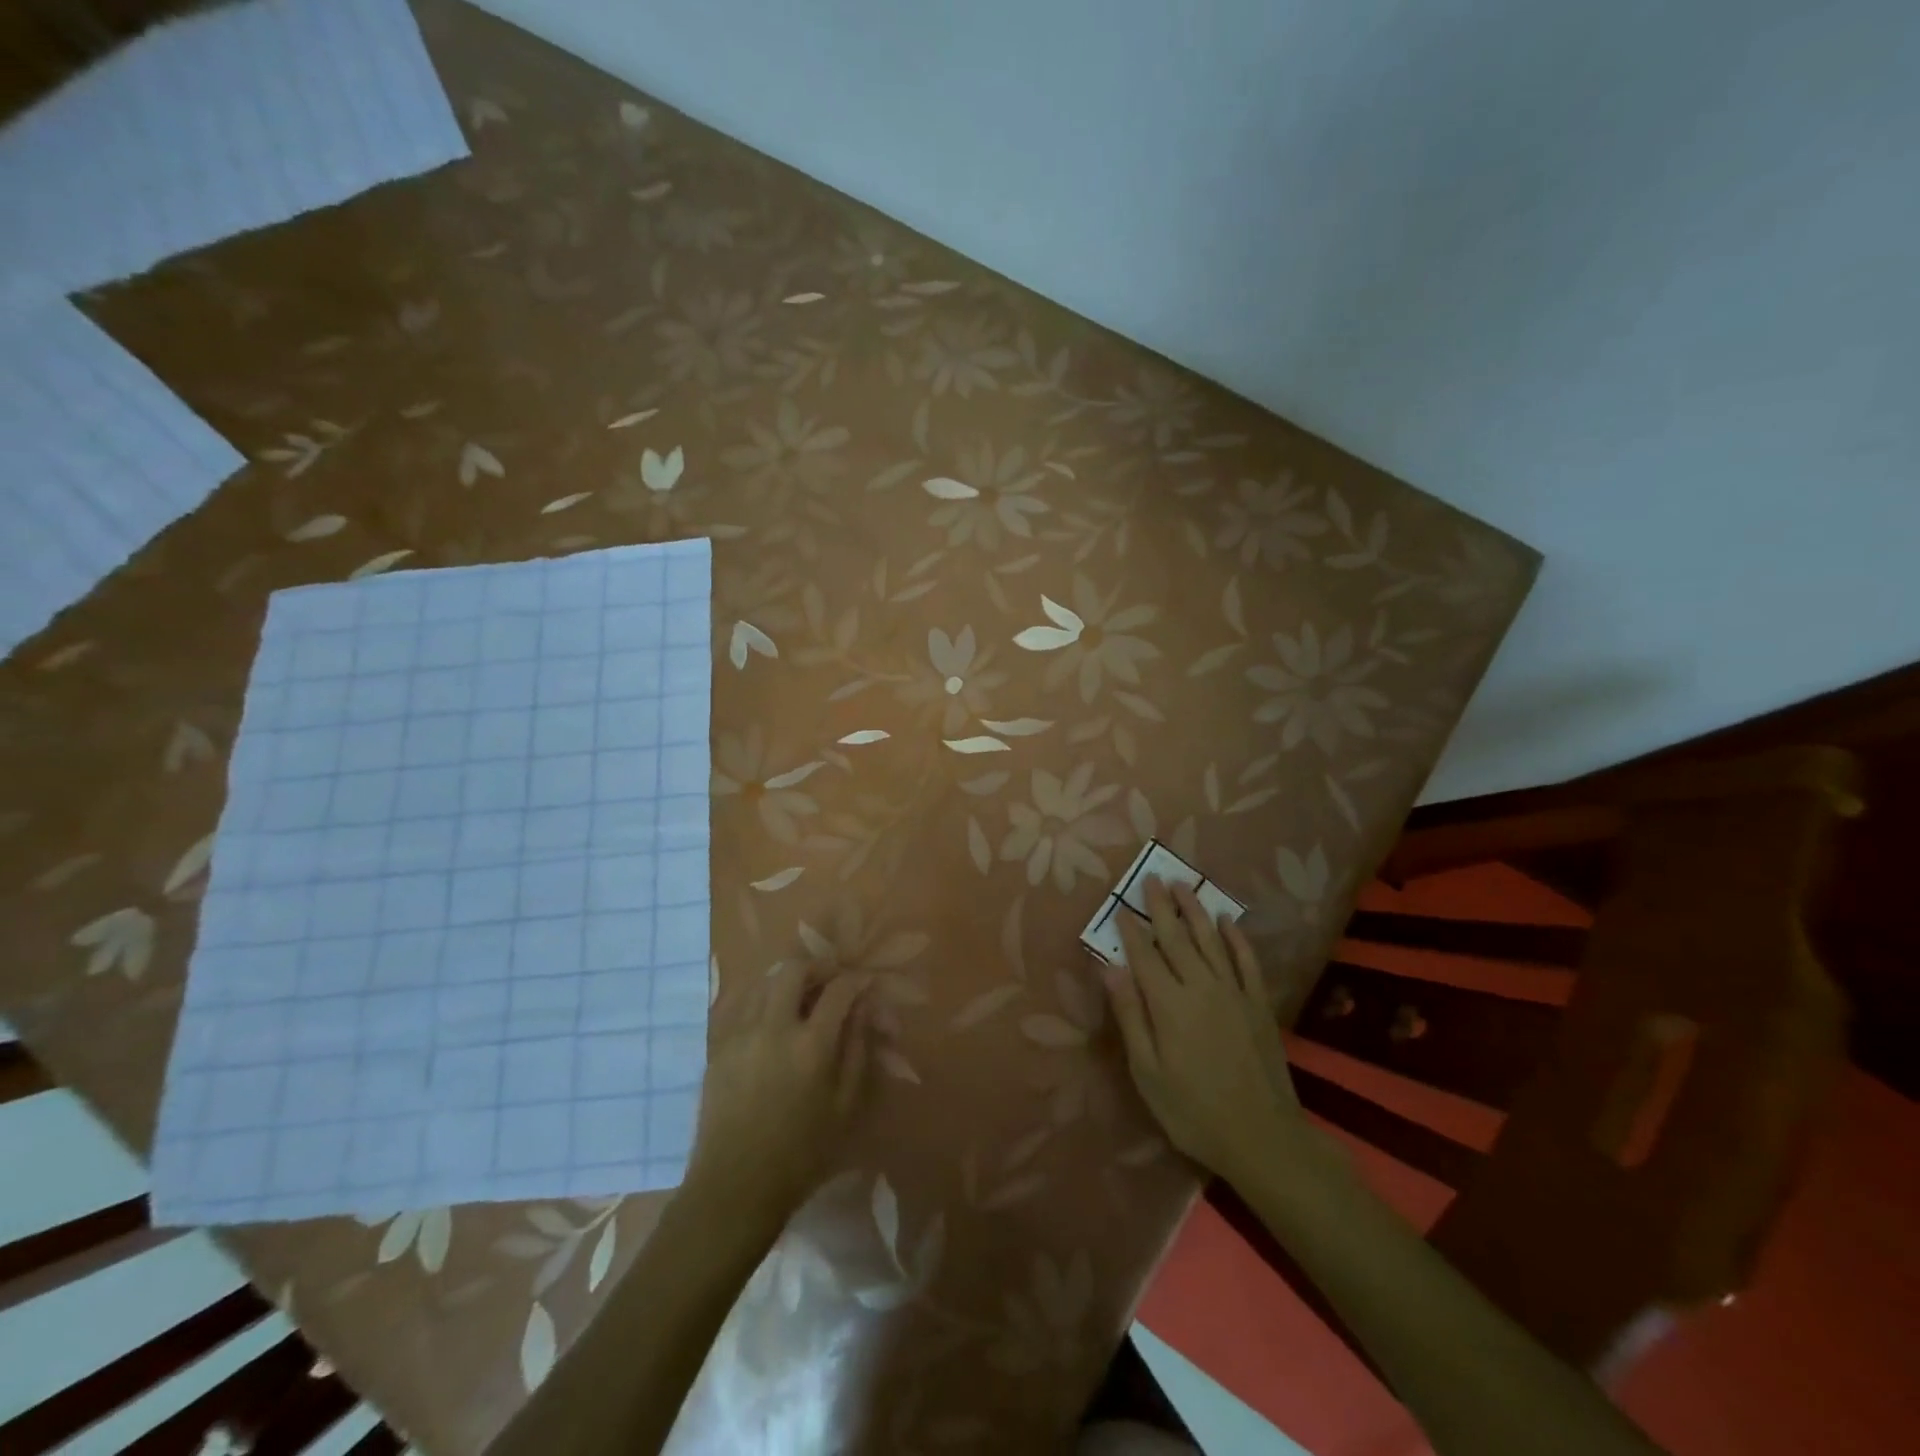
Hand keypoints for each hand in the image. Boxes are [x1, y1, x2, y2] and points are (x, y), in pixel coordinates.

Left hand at [683, 962, 871, 1228]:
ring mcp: (740, 1033)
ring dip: (787, 980)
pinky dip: (759, 997)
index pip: (838, 990)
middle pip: (794, 969)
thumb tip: (864, 1008)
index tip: (864, 984)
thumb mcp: (845, 1106)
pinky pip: (739, 1002)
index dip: (856, 980)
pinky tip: (769, 1014)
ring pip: (763, 981)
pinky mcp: (718, 1046)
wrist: (735, 1186)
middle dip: (818, 967)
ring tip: (800, 996)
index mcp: (812, 1045)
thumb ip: (858, 1050)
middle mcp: (774, 1027)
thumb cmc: (801, 1153)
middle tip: (830, 981)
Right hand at [1101, 877, 1309, 1181]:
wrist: (1262, 1137)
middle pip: (1177, 938)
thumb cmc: (1192, 1111)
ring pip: (1210, 940)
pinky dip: (1236, 937)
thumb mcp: (1147, 1072)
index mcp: (1168, 1004)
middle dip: (1161, 907)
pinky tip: (1227, 920)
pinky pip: (1246, 960)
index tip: (1120, 907)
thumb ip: (1130, 1016)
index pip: (1144, 956)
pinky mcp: (1258, 1003)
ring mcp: (1234, 992)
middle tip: (1151, 879)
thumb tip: (1109, 968)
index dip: (1131, 930)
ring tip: (1183, 885)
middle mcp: (1201, 987)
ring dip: (1195, 911)